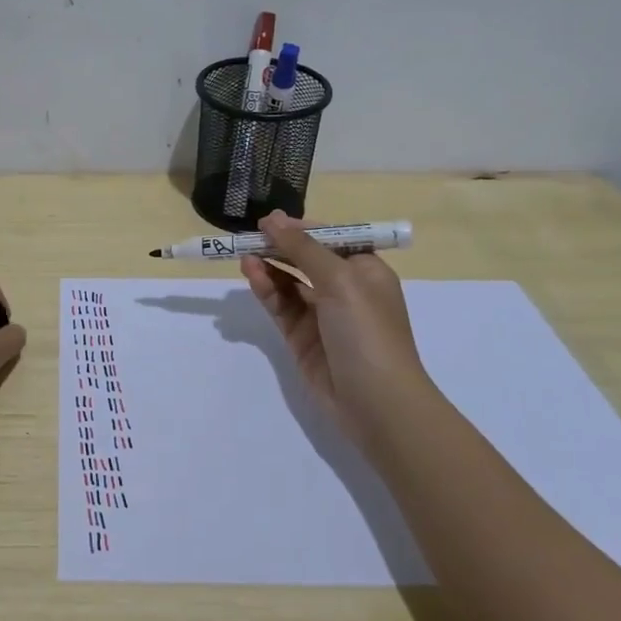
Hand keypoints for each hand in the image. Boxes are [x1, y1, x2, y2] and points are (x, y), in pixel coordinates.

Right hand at [239, 212, 434, 433]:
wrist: (376, 402)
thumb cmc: (367, 331)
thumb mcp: (340, 280)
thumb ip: (303, 248)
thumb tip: (272, 218)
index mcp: (365, 271)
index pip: (330, 239)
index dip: (300, 228)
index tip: (269, 221)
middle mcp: (345, 290)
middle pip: (305, 259)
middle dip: (279, 247)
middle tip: (247, 236)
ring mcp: (322, 316)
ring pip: (288, 283)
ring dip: (268, 267)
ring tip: (244, 256)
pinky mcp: (301, 338)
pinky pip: (280, 306)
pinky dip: (266, 290)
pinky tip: (252, 276)